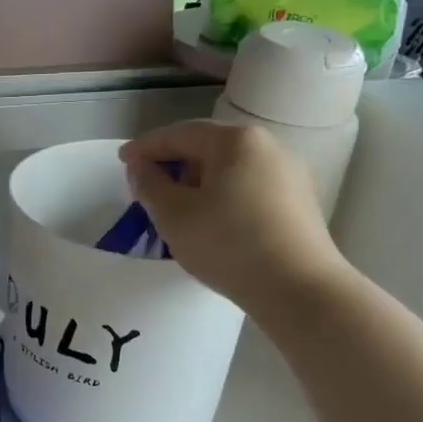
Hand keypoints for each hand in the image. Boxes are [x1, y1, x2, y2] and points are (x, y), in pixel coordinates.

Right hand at [121, 121, 347, 314]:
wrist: (299, 288)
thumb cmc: (229, 244)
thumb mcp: (174, 215)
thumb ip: (149, 185)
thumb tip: (141, 167)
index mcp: (236, 140)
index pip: (180, 133)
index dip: (146, 147)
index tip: (122, 161)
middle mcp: (268, 146)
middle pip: (208, 147)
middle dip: (174, 164)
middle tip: (148, 186)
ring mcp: (289, 174)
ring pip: (230, 169)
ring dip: (198, 182)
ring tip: (178, 209)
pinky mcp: (300, 202)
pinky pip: (249, 188)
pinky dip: (223, 197)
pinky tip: (213, 222)